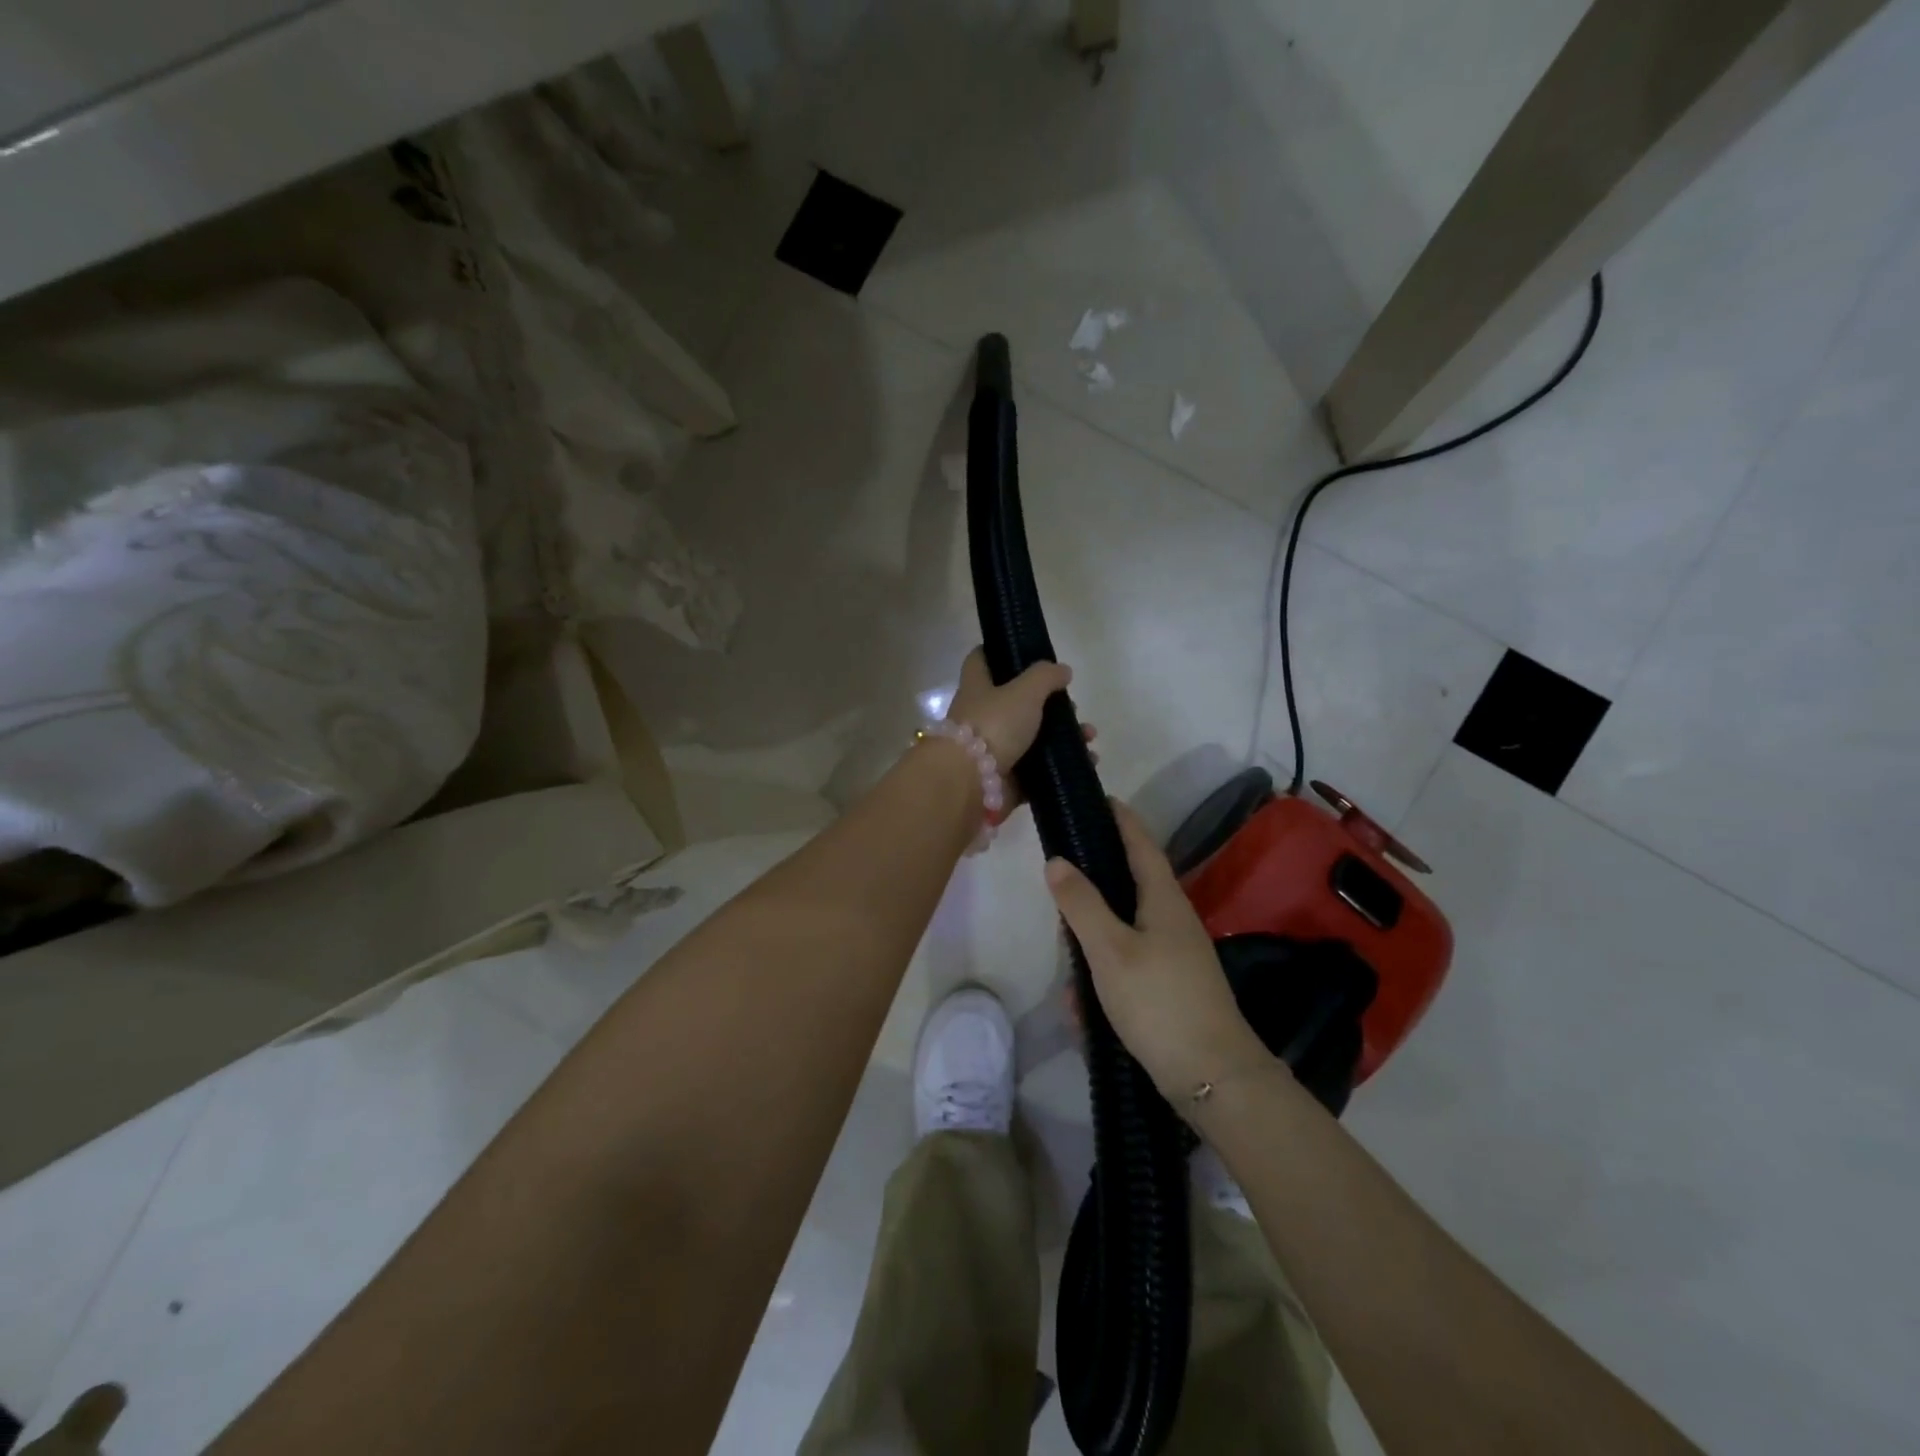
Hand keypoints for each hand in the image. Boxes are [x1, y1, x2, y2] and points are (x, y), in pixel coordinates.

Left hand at [945, 647, 1092, 783]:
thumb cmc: (993, 725)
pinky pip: (1039, 771)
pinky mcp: (1007, 779)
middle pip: (1017, 703)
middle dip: (1050, 705)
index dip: (1000, 652)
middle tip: (1074, 709)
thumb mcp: (1023, 690)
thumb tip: (1062, 670)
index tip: (1028, 653)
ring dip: (1063, 737)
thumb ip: (1045, 677)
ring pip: (1033, 738)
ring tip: (1089, 738)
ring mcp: (994, 750)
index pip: (982, 660)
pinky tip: (1087, 761)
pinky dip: (1061, 767)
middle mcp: (982, 716)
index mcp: (977, 687)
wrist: (971, 783)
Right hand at [1044, 801, 1272, 1101]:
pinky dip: (1103, 980)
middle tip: (1058, 903)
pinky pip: (1126, 968)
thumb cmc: (1160, 1002)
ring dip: (1092, 947)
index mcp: (1163, 899)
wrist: (1212, 1077)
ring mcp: (1174, 955)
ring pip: (1121, 932)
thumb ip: (1081, 904)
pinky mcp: (1169, 986)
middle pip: (1126, 887)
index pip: (1141, 843)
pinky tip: (1083, 1009)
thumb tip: (1056, 861)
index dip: (1121, 818)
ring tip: (1068, 974)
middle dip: (1091, 893)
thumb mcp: (1110, 949)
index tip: (1100, 797)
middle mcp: (1172, 920)